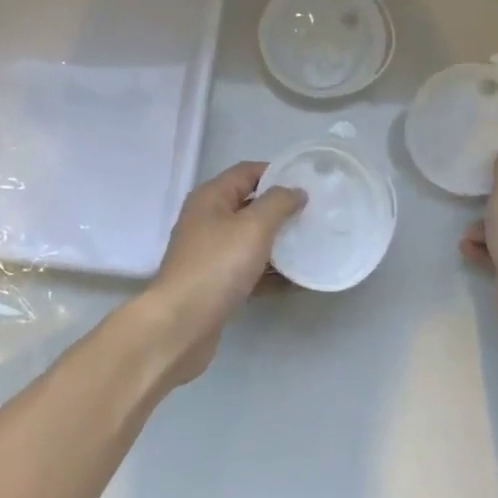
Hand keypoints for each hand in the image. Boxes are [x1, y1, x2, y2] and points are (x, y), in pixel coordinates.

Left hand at [134, 162, 305, 385]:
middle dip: (282, 211)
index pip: (247, 172)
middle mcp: (208, 220)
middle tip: (316, 216)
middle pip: (250, 206)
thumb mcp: (254, 227)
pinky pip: (249, 270)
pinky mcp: (216, 283)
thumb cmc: (218, 266)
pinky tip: (297, 282)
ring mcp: (210, 254)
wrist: (182, 325)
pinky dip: (270, 273)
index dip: (277, 173)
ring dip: (279, 244)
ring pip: (251, 241)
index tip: (309, 184)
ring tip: (313, 247)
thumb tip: (295, 191)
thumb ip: (278, 203)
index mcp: (211, 197)